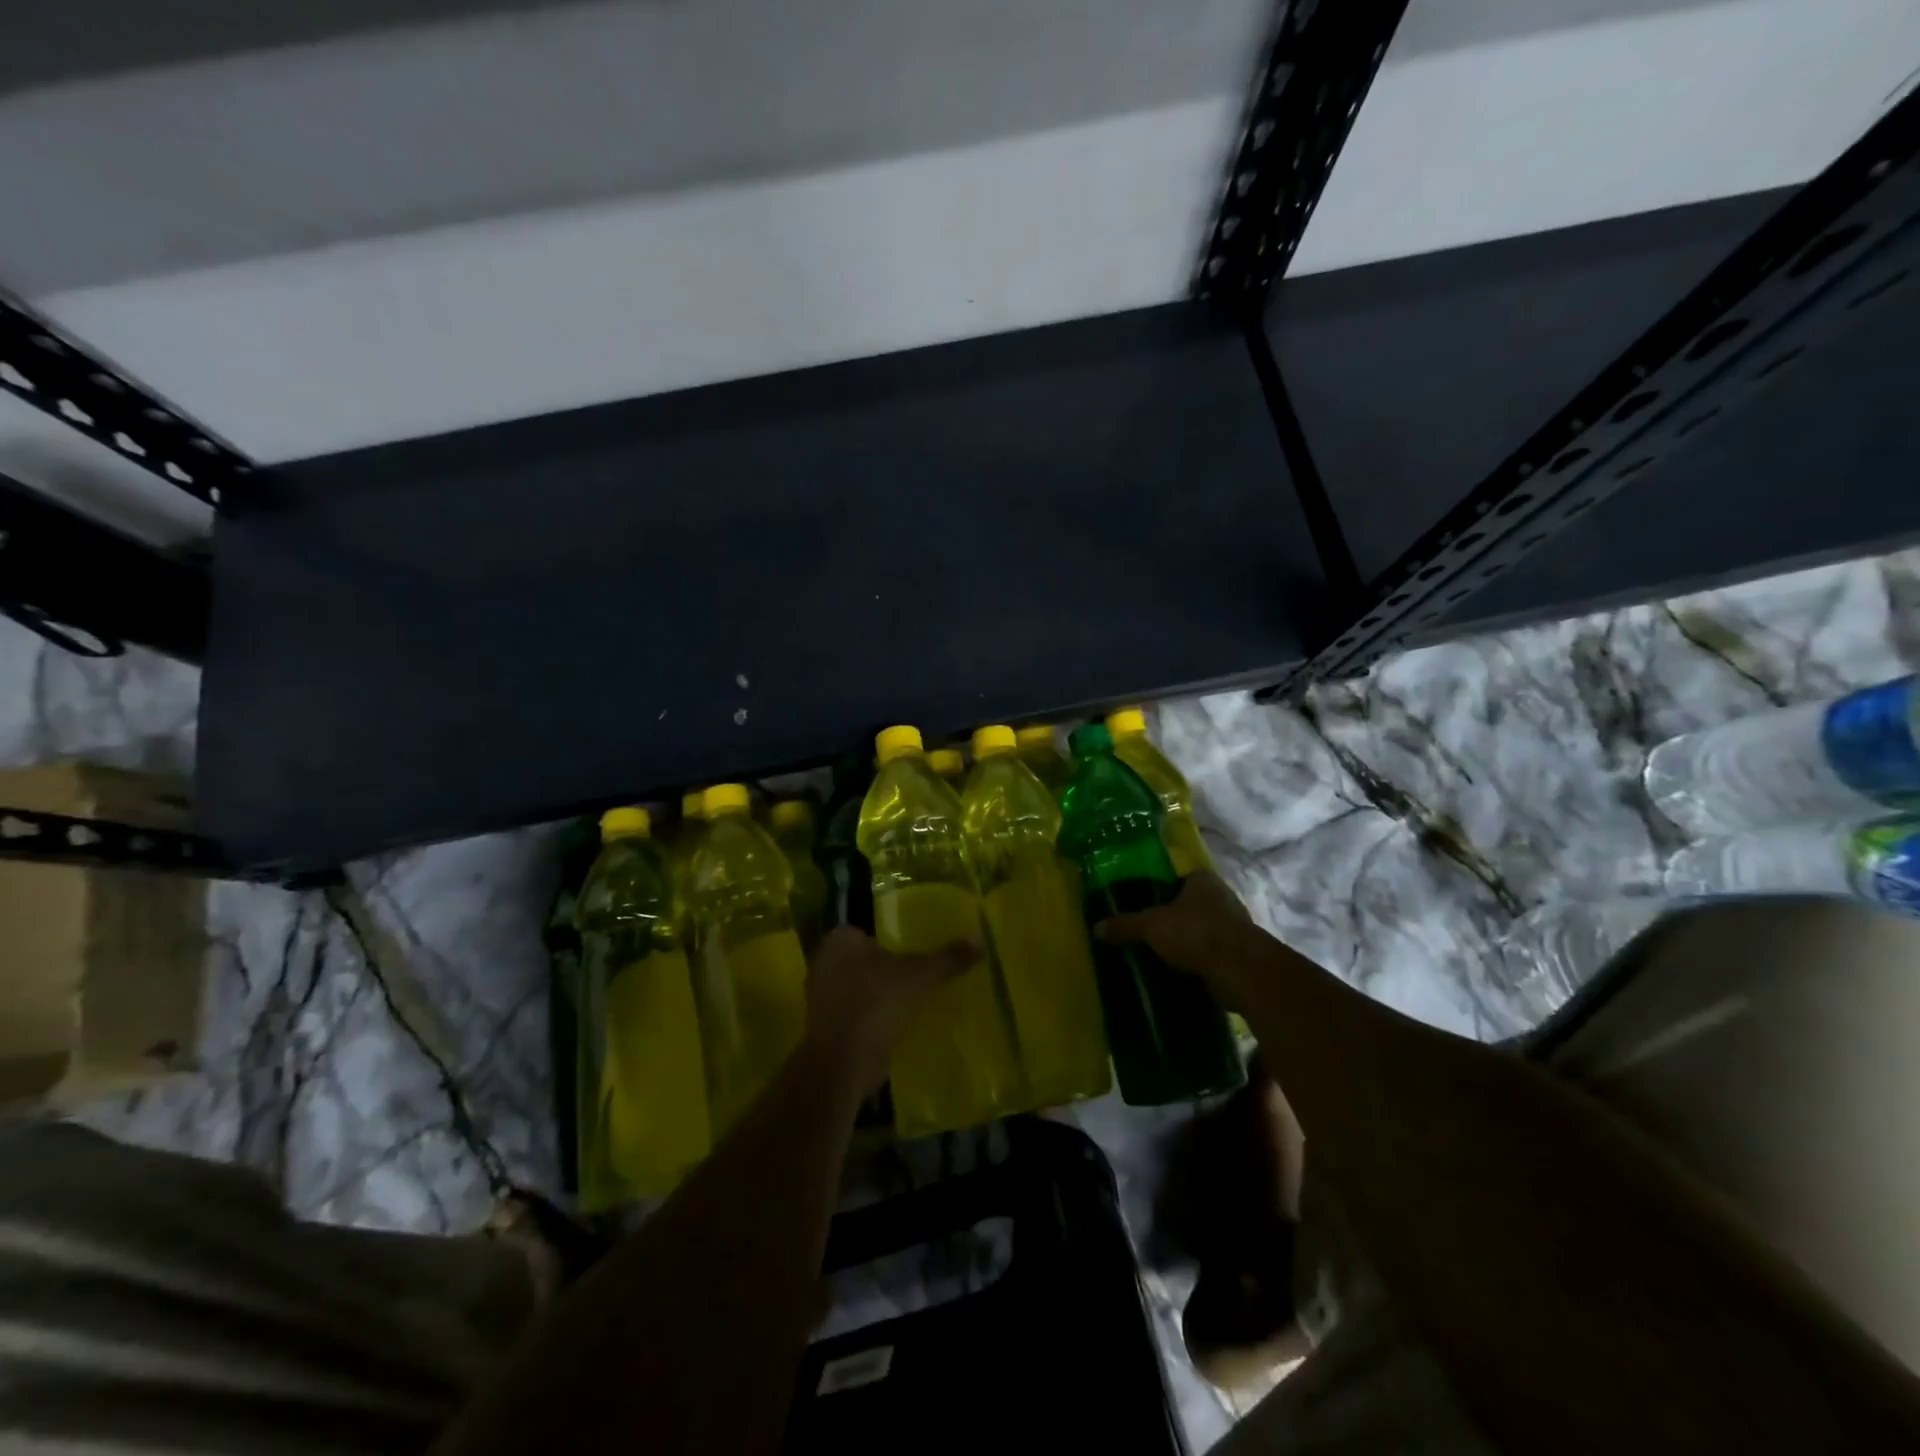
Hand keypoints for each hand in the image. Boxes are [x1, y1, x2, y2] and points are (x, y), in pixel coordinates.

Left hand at [802, 926, 976, 1092]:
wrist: (844, 1061)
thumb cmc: (878, 1003)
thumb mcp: (921, 976)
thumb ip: (948, 957)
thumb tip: (980, 938)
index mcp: (840, 940)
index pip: (867, 931)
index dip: (889, 941)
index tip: (910, 954)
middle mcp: (823, 962)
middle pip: (860, 960)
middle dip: (882, 969)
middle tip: (913, 977)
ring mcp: (819, 997)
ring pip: (855, 988)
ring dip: (875, 995)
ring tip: (907, 1002)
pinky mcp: (823, 1027)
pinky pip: (852, 1014)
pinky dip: (869, 1018)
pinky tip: (892, 1025)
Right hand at [1096, 872, 1259, 990]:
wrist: (1240, 970)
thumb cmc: (1195, 933)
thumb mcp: (1151, 926)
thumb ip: (1125, 925)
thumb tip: (1096, 928)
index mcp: (1202, 880)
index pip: (1176, 877)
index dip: (1158, 888)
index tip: (1140, 903)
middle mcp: (1221, 897)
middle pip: (1188, 904)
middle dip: (1170, 917)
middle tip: (1144, 930)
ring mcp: (1233, 925)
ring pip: (1200, 929)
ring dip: (1184, 941)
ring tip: (1157, 952)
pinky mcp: (1238, 953)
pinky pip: (1209, 952)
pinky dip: (1196, 960)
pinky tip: (1177, 970)